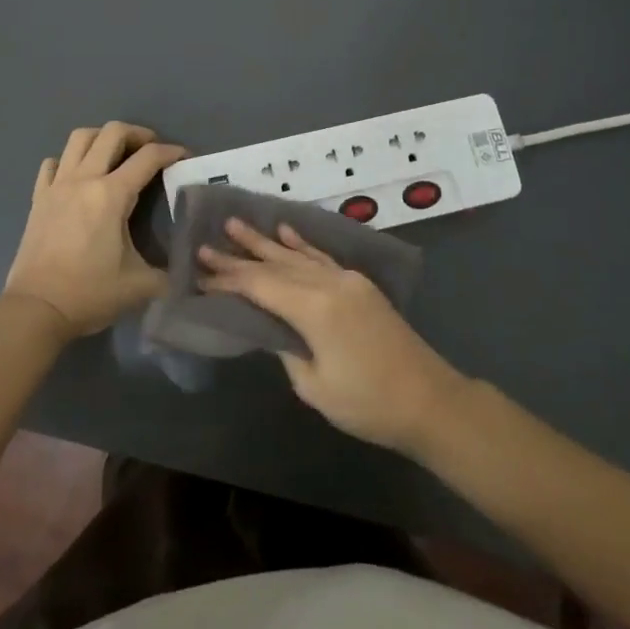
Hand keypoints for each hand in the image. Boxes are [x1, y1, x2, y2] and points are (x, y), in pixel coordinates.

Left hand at [4, 122, 187, 339]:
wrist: (36, 309)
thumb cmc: (89, 294)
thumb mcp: (140, 286)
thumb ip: (169, 274)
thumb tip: (188, 273)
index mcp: (111, 195)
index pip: (147, 158)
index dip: (171, 152)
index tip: (184, 156)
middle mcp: (83, 180)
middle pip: (111, 133)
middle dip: (137, 134)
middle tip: (150, 149)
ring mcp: (57, 186)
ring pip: (79, 138)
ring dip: (102, 138)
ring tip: (116, 154)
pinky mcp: (38, 198)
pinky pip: (53, 164)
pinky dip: (68, 161)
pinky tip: (78, 176)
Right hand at [198, 218, 468, 453]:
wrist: (430, 401)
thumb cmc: (368, 403)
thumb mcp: (315, 386)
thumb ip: (287, 349)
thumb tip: (273, 328)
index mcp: (315, 308)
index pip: (260, 286)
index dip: (228, 280)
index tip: (199, 273)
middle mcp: (330, 283)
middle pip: (275, 266)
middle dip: (239, 257)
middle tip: (205, 245)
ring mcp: (348, 281)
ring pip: (297, 256)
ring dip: (265, 242)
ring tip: (236, 225)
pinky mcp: (360, 286)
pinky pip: (323, 258)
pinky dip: (301, 244)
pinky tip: (285, 231)